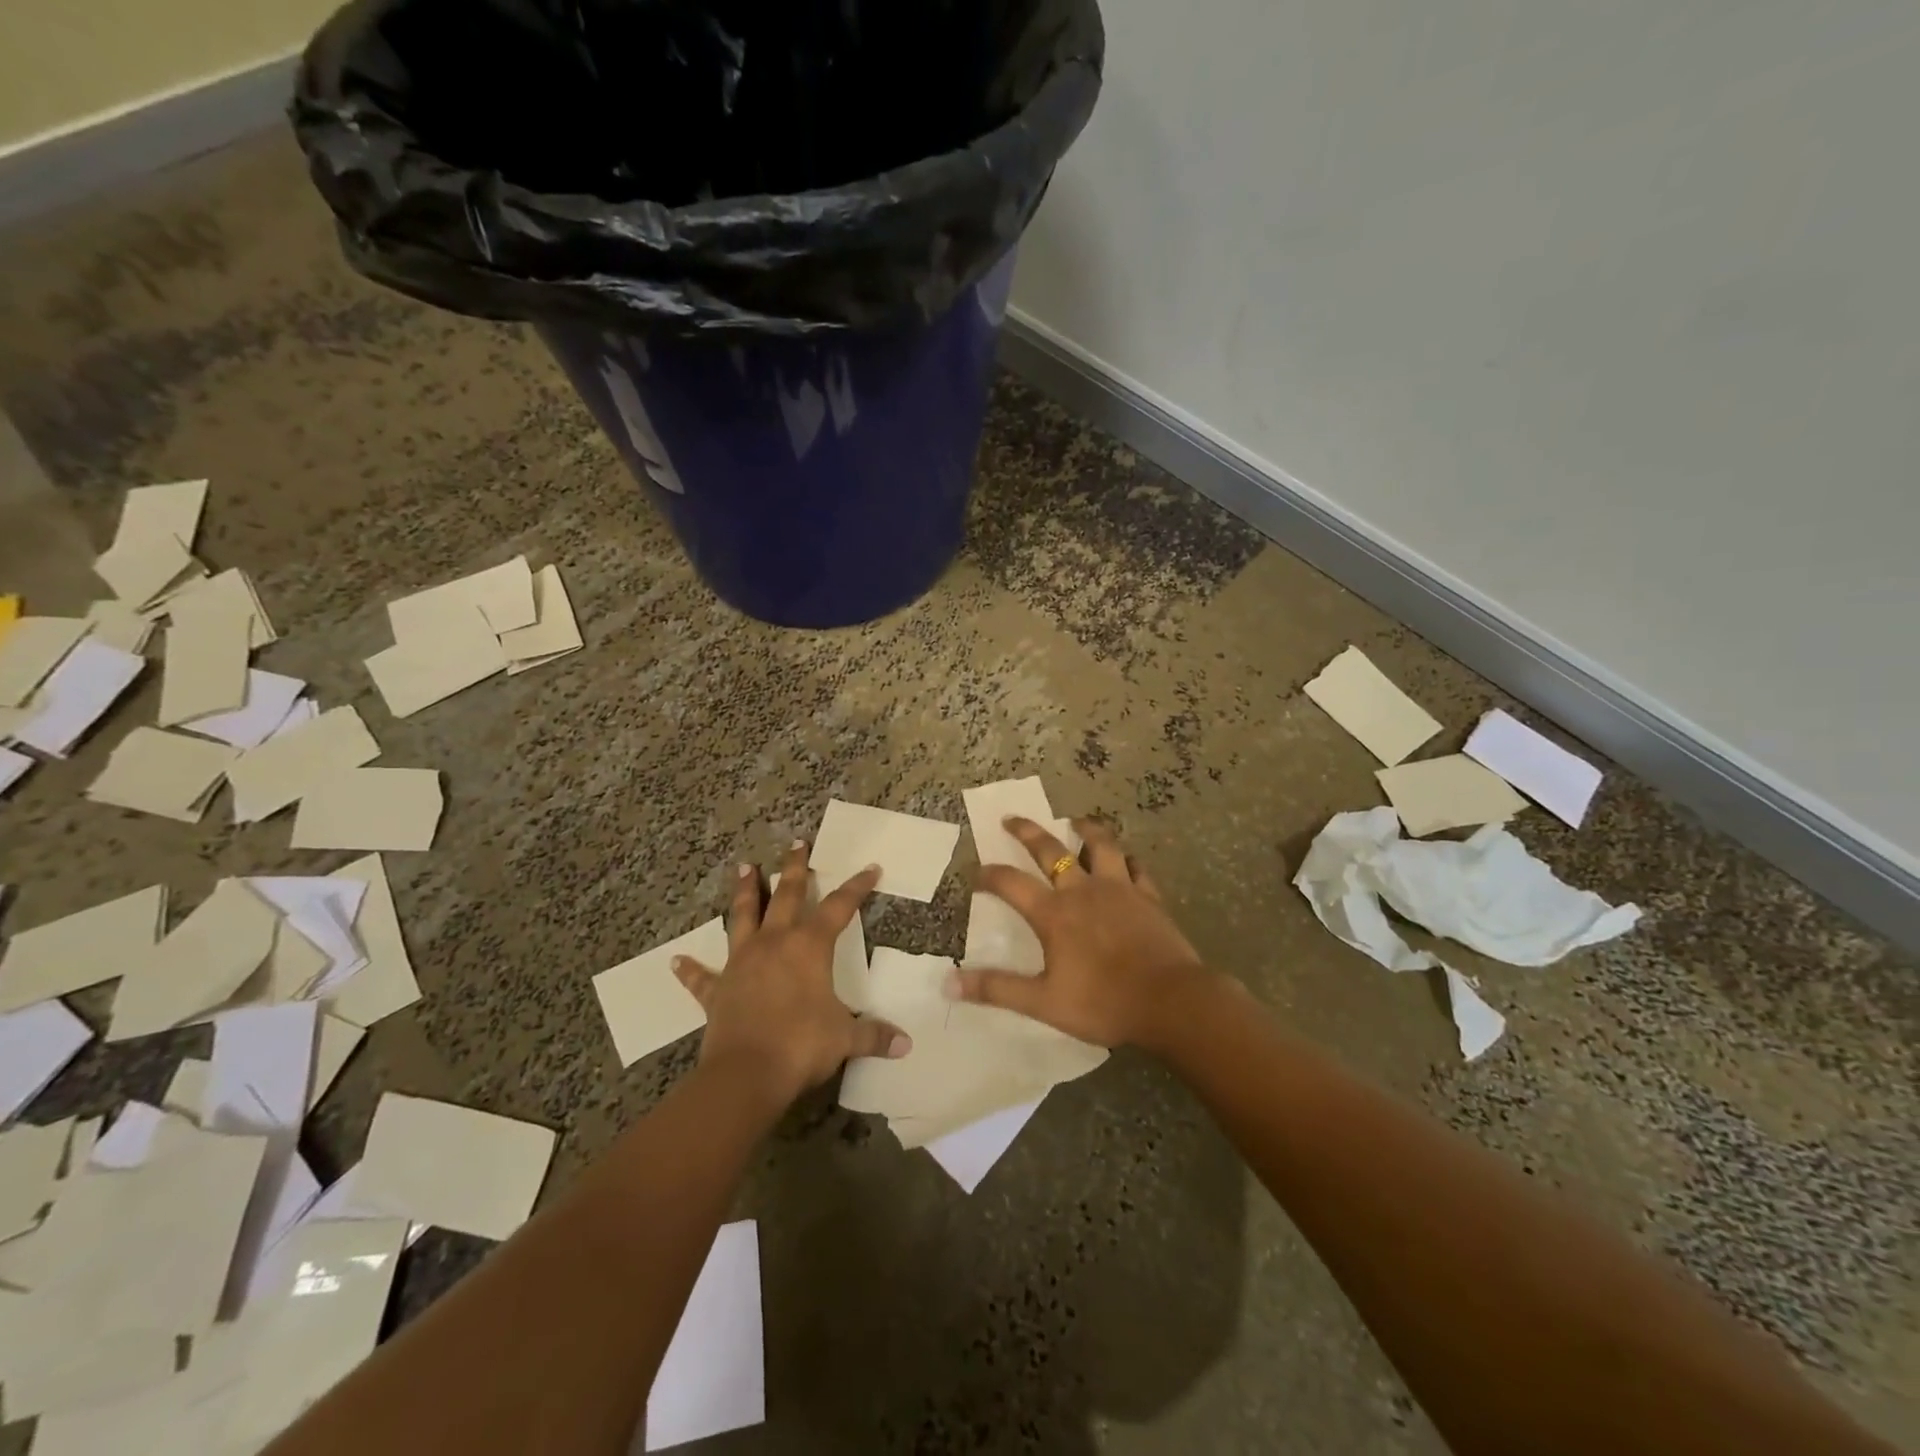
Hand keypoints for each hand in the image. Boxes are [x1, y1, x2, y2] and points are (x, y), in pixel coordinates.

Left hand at [673, 841, 909, 1106]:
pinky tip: (676, 961)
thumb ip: (874, 1036)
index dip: (857, 887)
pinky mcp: (717, 990)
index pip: (839, 907)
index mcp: (809, 947)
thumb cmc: (802, 1045)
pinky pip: (702, 977)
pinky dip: (691, 969)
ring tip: (744, 868)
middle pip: (785, 895)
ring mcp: (741, 963)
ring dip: (744, 892)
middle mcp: (774, 943)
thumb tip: (905, 1043)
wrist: (746, 1073)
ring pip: (743, 917)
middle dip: (794, 869)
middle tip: (796, 843)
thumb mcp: (845, 1038)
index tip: (870, 868)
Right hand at [951, 817, 1212, 1050]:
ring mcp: (1120, 888)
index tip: (976, 873)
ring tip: (1075, 821)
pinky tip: (1124, 859)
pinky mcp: (1149, 896)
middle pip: (1050, 849)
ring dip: (1085, 829)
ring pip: (1100, 845)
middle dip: (1027, 831)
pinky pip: (1136, 867)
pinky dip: (1126, 859)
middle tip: (1011, 819)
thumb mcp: (1043, 1001)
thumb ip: (997, 989)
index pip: (1011, 883)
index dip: (989, 875)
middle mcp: (1083, 890)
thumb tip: (948, 983)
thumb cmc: (1103, 1002)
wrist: (1170, 1001)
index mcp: (1054, 913)